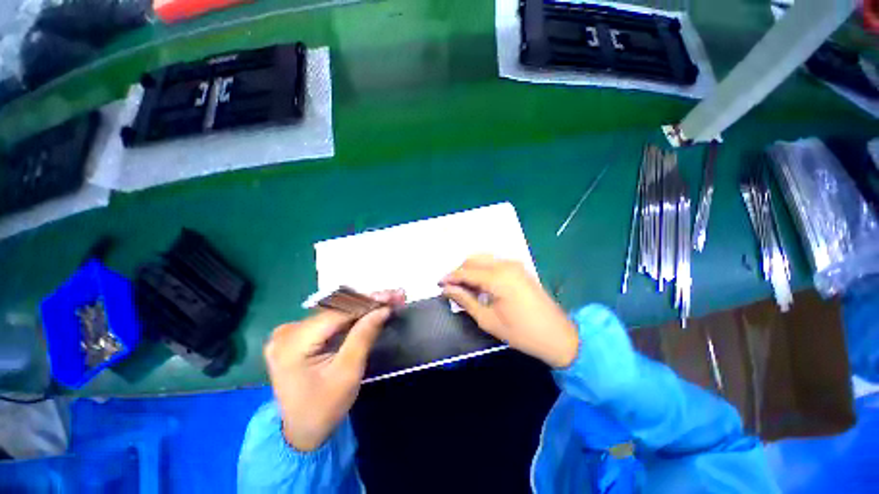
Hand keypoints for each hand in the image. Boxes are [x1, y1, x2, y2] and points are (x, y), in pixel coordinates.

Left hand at [264, 290, 404, 451]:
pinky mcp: (297, 336)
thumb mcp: (348, 373)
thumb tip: (383, 308)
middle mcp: (286, 332)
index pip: (337, 313)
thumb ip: (363, 336)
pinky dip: (352, 316)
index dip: (368, 302)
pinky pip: (329, 320)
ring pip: (335, 312)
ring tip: (388, 300)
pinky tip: (371, 310)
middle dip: (369, 302)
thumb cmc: (324, 408)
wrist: (301, 432)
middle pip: (336, 309)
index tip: (393, 296)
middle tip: (395, 296)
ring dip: (363, 307)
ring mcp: (289, 332)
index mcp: (292, 343)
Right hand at [441, 255, 578, 367]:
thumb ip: (465, 300)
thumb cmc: (521, 332)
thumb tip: (447, 289)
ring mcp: (514, 264)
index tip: (438, 284)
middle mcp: (505, 264)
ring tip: (464, 288)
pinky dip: (482, 271)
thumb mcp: (487, 319)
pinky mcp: (519, 269)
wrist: (557, 335)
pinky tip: (480, 285)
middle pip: (473, 260)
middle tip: (451, 288)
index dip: (450, 277)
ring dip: (470, 270)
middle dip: (459, 272)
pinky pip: (494, 263)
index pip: (466, 271)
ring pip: (483, 259)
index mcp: (497, 277)